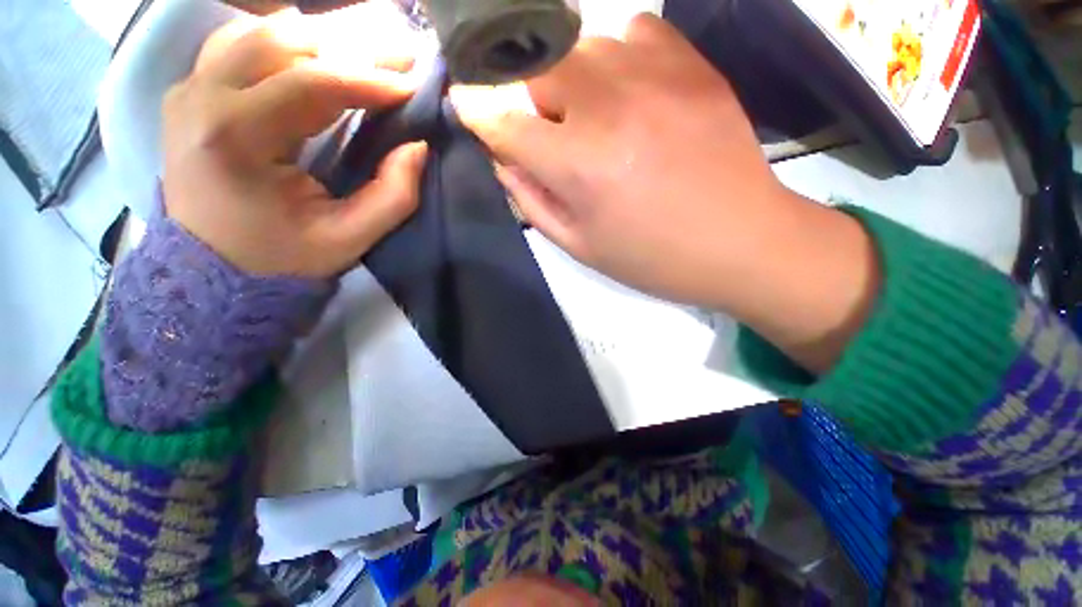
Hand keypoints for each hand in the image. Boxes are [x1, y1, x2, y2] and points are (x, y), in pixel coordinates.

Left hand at [162, 8, 427, 278]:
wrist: (214, 269)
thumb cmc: (284, 258)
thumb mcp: (349, 239)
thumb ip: (392, 196)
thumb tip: (418, 146)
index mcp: (234, 139)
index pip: (309, 84)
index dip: (368, 80)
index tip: (412, 84)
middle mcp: (201, 98)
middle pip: (281, 41)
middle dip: (350, 43)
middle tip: (401, 49)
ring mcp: (189, 89)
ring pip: (260, 32)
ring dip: (321, 37)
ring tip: (368, 48)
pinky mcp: (191, 91)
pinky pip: (242, 44)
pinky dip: (288, 42)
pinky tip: (319, 53)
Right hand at [454, 14, 878, 372]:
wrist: (741, 242)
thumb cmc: (654, 258)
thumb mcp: (581, 246)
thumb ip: (533, 202)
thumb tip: (504, 161)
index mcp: (579, 165)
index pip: (504, 123)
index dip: (477, 113)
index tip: (465, 105)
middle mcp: (609, 107)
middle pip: (537, 67)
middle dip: (530, 97)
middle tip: (550, 130)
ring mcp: (656, 76)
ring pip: (581, 44)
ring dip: (572, 79)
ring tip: (594, 115)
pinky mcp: (694, 65)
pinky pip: (635, 31)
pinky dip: (618, 55)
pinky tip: (632, 90)